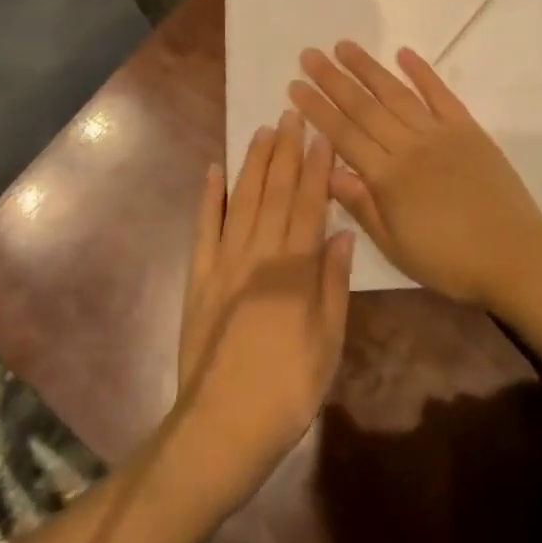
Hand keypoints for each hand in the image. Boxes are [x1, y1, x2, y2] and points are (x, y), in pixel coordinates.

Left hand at [174, 112, 353, 506]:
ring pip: (242, 201)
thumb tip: (343, 233)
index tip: (322, 135)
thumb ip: (334, 284)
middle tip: (292, 114)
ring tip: (264, 131)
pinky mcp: (199, 278)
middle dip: (286, 152)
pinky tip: (214, 171)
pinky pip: (204, 229)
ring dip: (254, 164)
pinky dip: (209, 198)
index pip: (309, 205)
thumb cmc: (287, 390)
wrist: (221, 427)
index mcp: (293, 269)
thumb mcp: (327, 343)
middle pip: (275, 193)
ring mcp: (224, 263)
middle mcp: (258, 254)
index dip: (317, 167)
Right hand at [289, 42, 541, 310]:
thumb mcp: (396, 246)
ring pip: (396, 93)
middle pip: (364, 107)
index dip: (317, 109)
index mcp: (388, 177)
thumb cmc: (449, 261)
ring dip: (368, 68)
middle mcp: (409, 146)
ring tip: (344, 46)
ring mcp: (440, 134)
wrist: (514, 257)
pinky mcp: (468, 129)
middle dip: (333, 79)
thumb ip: (362, 205)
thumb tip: (328, 172)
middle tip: (309, 54)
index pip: (343, 135)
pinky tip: (403, 53)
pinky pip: (441, 95)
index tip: (295, 85)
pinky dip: (422, 72)